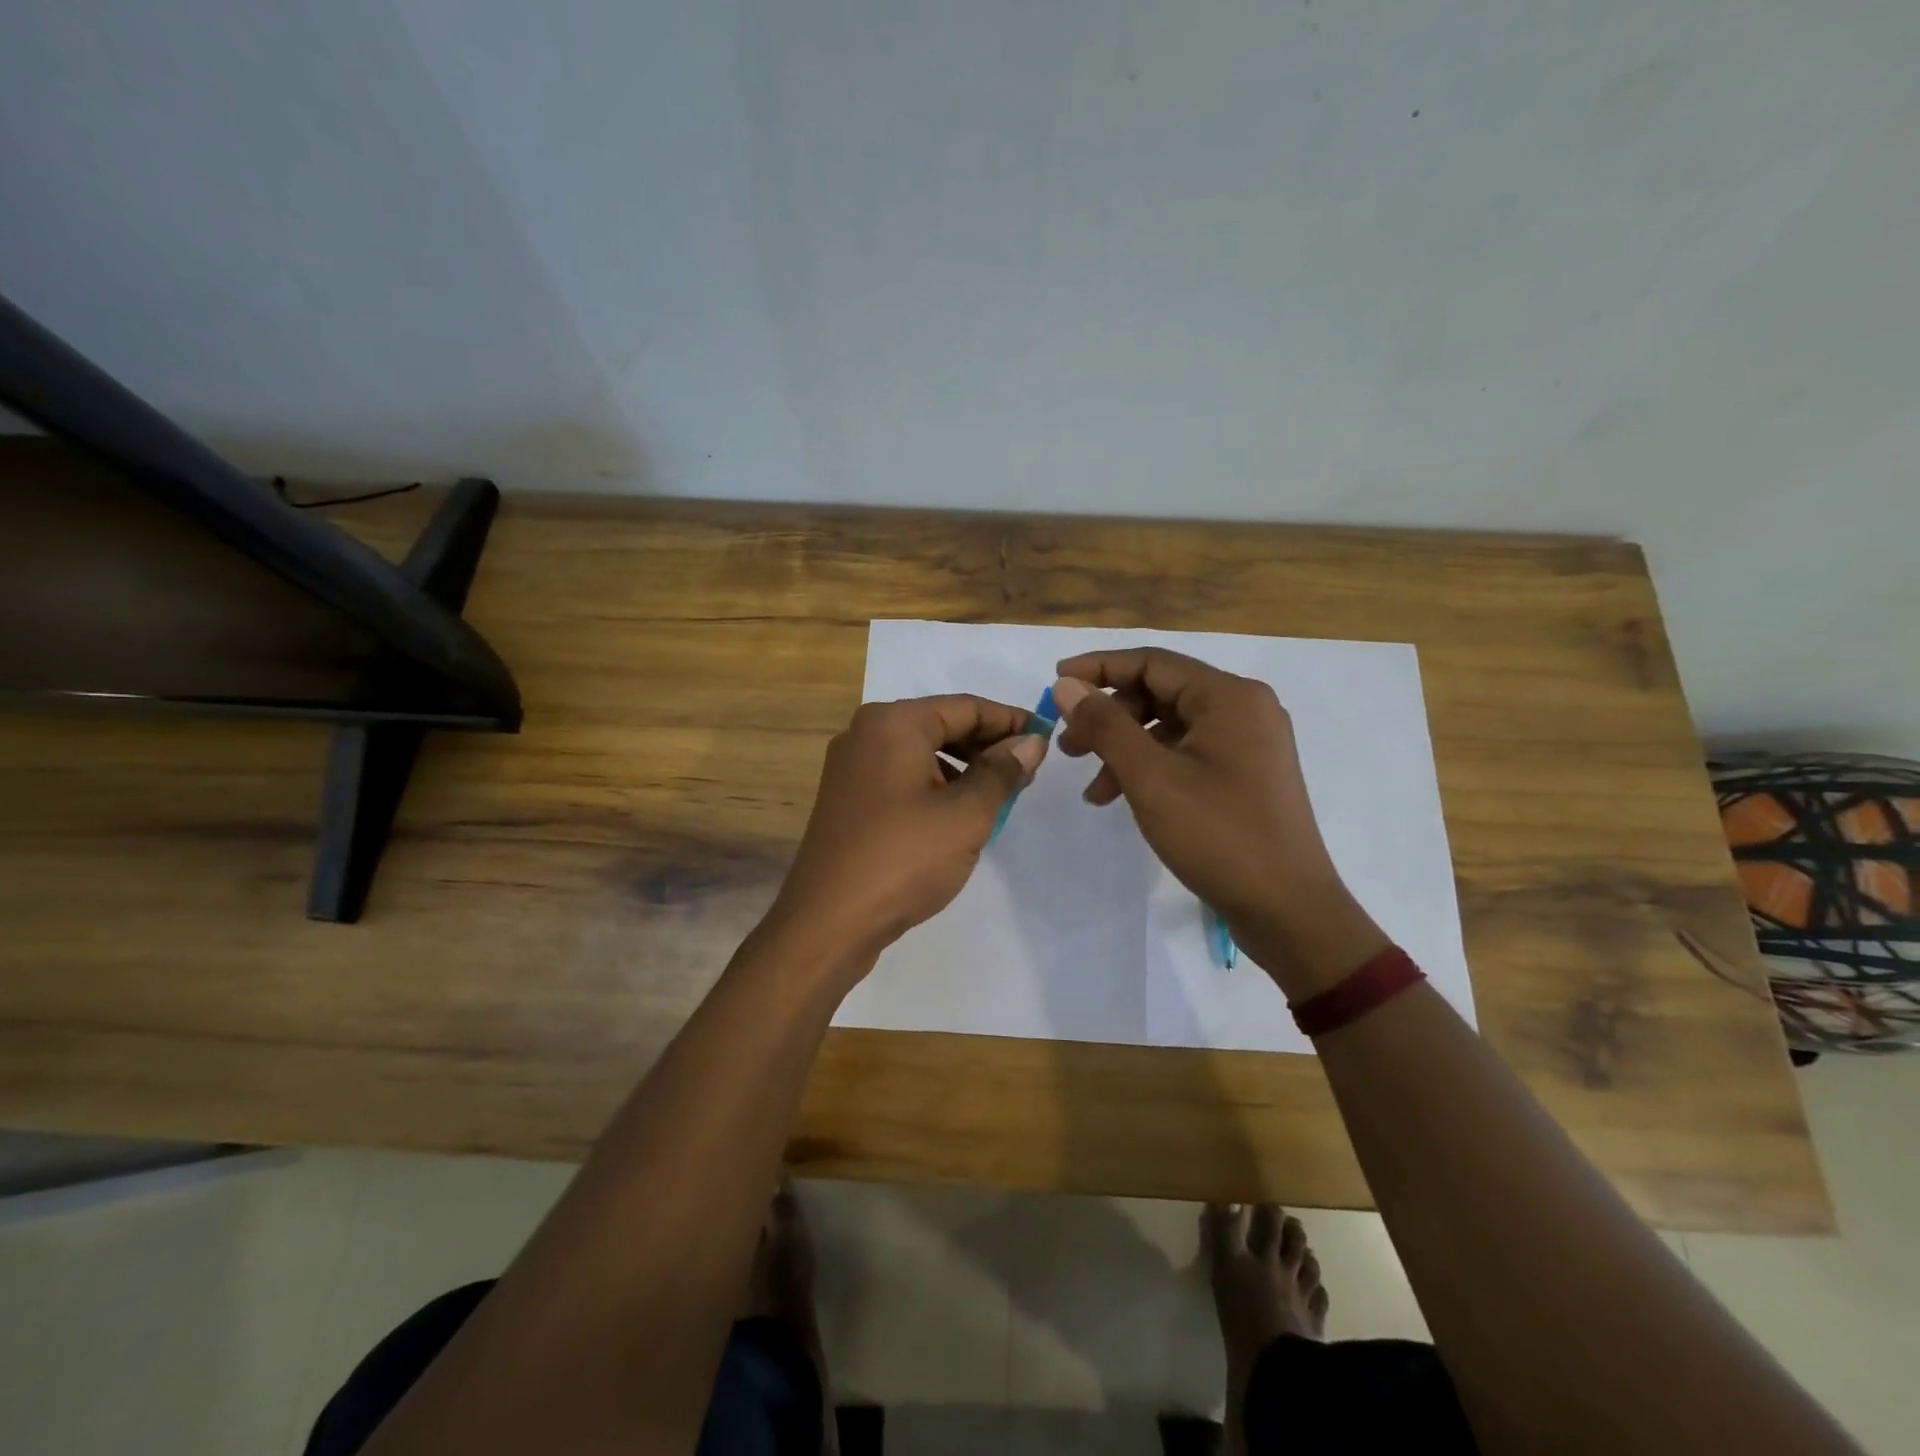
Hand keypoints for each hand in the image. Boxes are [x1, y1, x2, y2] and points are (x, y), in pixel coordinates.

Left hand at [766, 695, 1047, 975]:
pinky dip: (936, 786)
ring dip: (964, 768)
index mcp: (893, 723)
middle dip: (987, 745)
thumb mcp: (966, 814)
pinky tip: (959, 815)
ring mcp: (851, 767)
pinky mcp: (848, 799)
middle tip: (1028, 772)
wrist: (829, 922)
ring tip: (1000, 796)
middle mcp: (866, 733)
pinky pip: (902, 777)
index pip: (966, 707)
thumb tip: (1032, 742)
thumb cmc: (904, 858)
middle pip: (941, 725)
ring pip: (922, 753)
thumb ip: (1003, 771)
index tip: (1047, 737)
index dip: (1011, 721)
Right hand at [1051, 649, 1387, 996]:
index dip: (1099, 667)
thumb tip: (1067, 685)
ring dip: (1125, 748)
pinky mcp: (1247, 775)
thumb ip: (1105, 725)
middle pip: (1161, 692)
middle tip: (1069, 747)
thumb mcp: (1151, 777)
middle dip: (1109, 716)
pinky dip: (1151, 768)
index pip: (1152, 662)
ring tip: (1092, 787)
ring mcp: (1249, 743)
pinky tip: (1123, 798)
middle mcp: (1244, 708)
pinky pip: (1188, 753)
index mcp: (1229, 697)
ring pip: (1171, 727)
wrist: (1288, 910)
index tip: (1054, 682)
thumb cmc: (1218, 836)